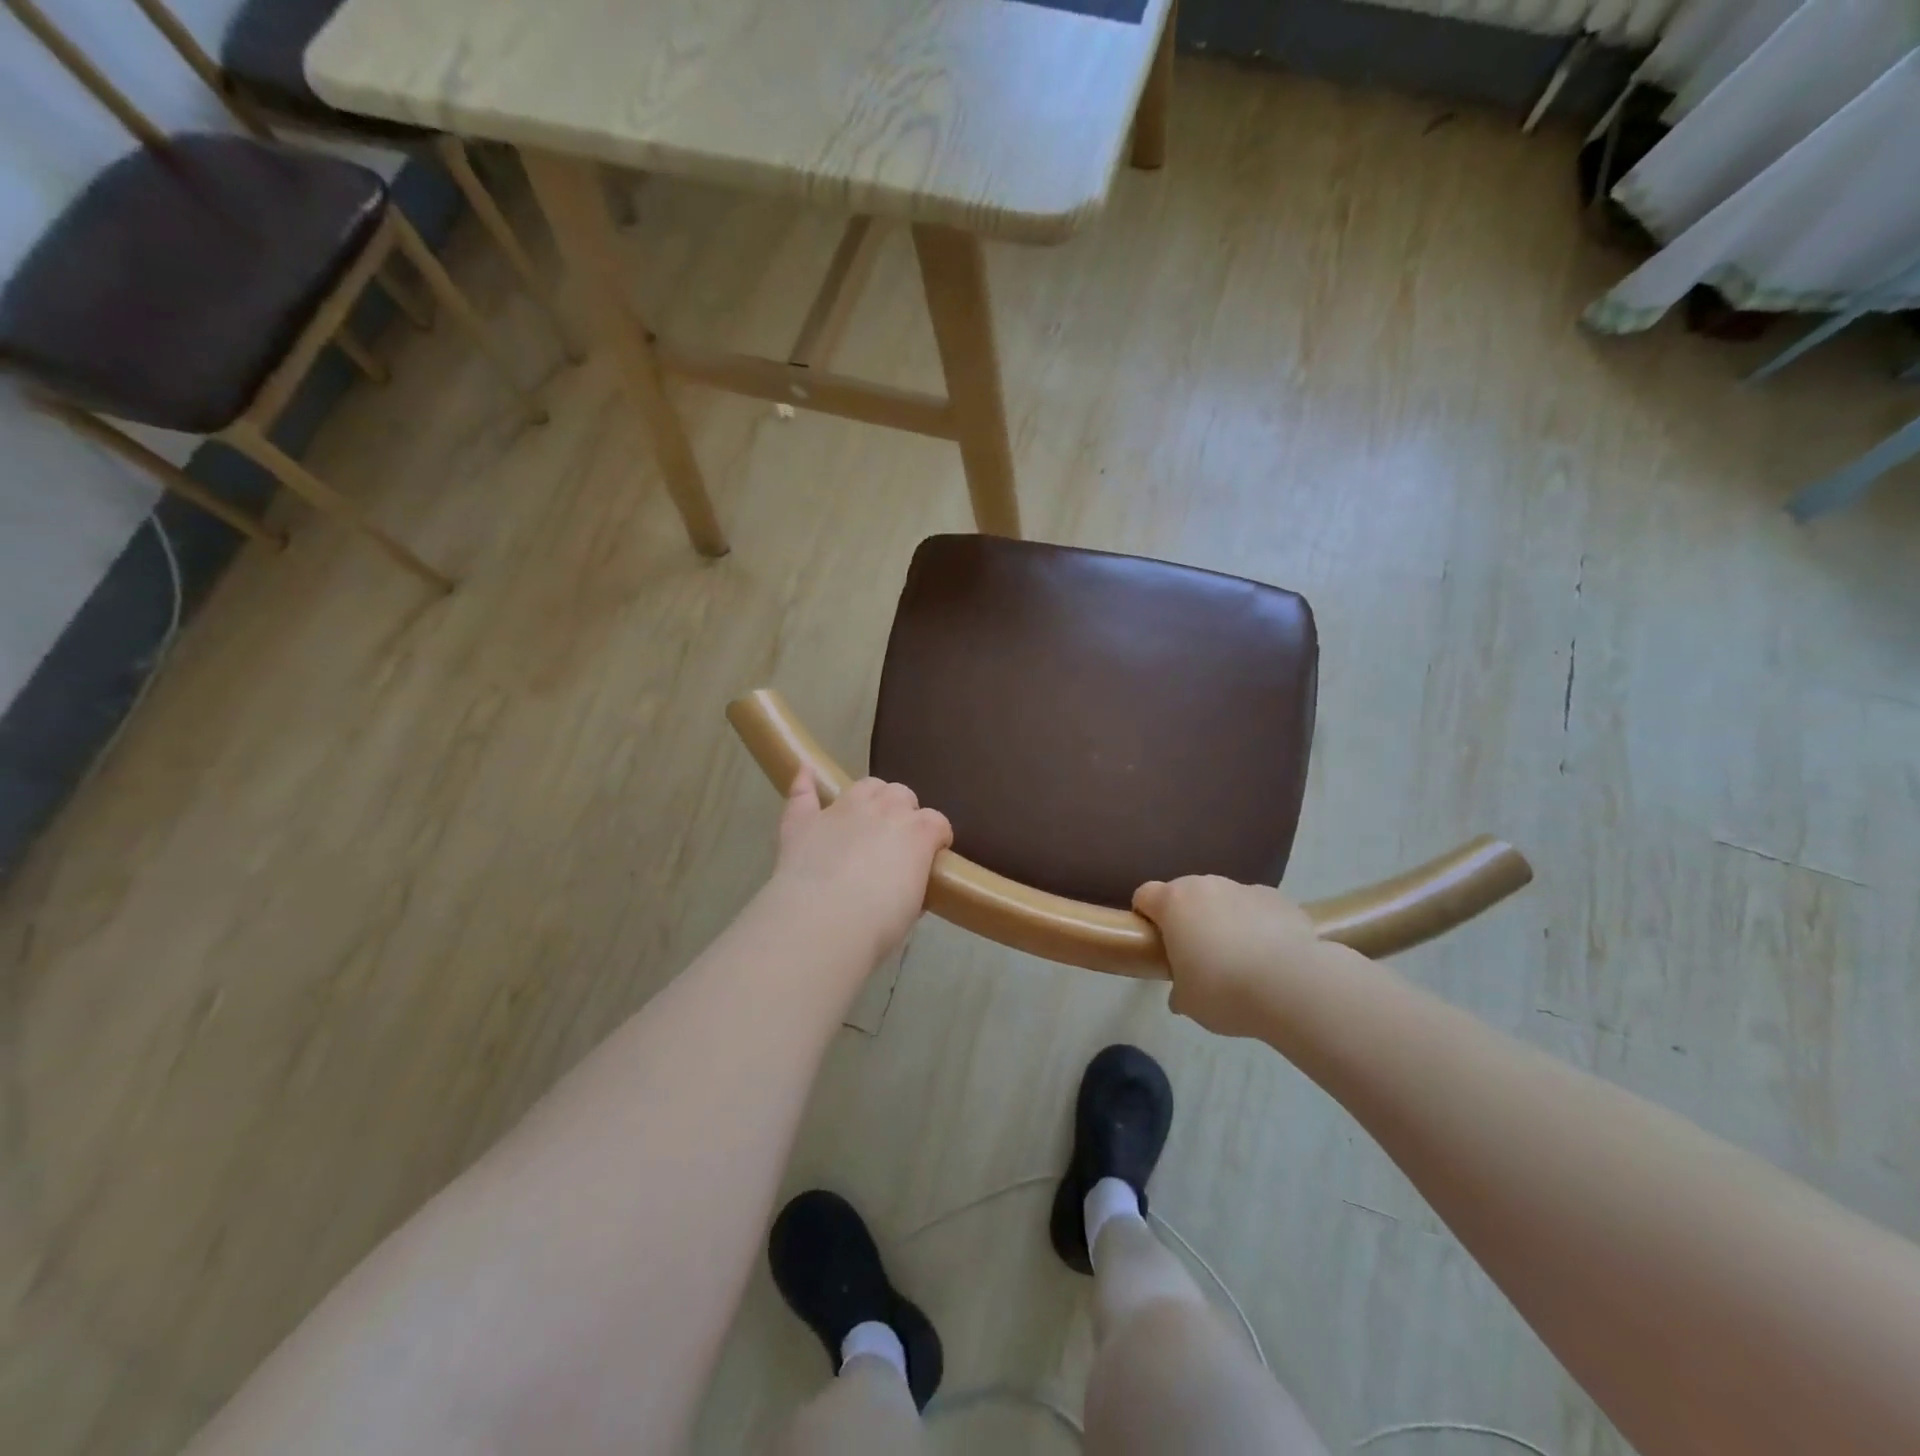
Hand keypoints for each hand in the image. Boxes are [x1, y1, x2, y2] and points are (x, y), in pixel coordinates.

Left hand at [769, 771, 952, 963]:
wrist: (823, 923)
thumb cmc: (879, 924)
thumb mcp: (911, 908)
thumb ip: (913, 884)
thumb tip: (907, 883)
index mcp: (917, 832)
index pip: (937, 822)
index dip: (937, 837)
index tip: (934, 855)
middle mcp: (883, 810)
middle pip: (901, 794)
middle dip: (904, 811)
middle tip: (897, 839)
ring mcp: (841, 810)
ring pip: (864, 786)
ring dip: (871, 796)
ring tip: (867, 815)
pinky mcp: (804, 820)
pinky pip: (804, 792)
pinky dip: (805, 781)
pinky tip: (805, 771)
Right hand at [1133, 876, 1320, 1036]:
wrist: (1294, 985)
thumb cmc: (1224, 991)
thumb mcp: (1189, 1002)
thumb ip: (1179, 991)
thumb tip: (1180, 995)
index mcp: (1174, 903)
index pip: (1145, 895)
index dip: (1145, 916)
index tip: (1154, 942)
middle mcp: (1206, 886)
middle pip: (1185, 894)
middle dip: (1187, 918)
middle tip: (1197, 955)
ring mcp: (1244, 888)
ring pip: (1223, 899)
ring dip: (1223, 919)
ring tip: (1240, 958)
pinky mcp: (1278, 898)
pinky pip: (1257, 908)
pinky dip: (1257, 924)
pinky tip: (1270, 956)